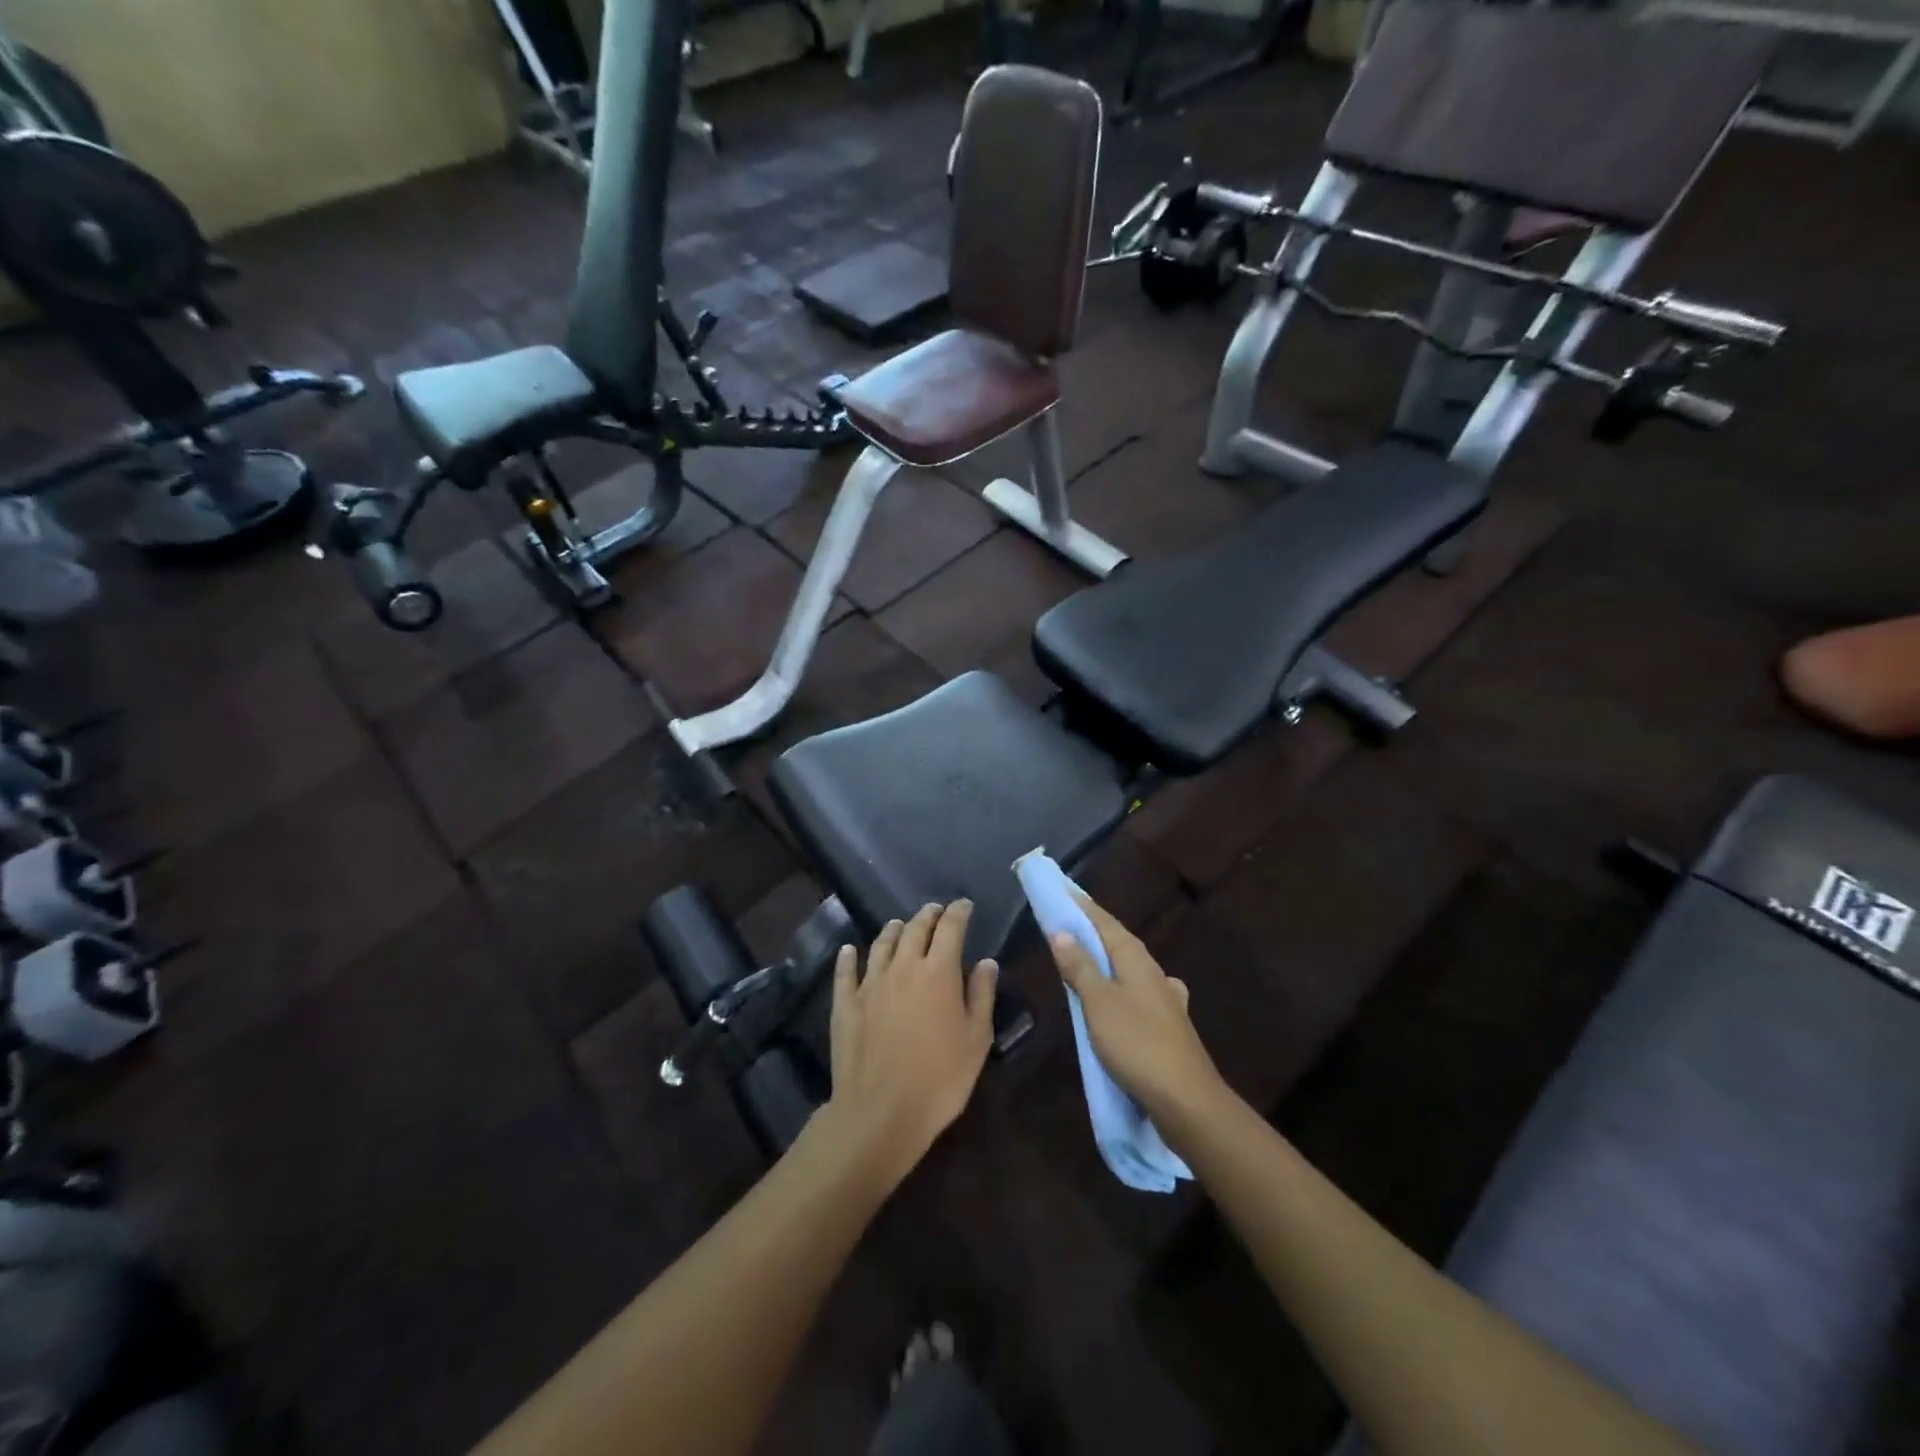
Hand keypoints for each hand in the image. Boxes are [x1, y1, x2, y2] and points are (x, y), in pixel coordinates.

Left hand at [824, 900, 999, 1185]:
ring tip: (900, 924)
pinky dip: (849, 957)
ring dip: (893, 930)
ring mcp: (870, 984)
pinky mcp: (845, 1004)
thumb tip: (986, 962)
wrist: (880, 1112)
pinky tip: (849, 950)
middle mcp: (903, 967)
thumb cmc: (940, 1079)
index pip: (950, 928)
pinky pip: (846, 972)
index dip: (958, 912)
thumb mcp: (976, 1040)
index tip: (964, 905)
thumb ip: (982, 995)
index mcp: (938, 972)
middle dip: (928, 915)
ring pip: (882, 944)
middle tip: (935, 911)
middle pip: (915, 929)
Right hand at [1048, 895, 1224, 1123]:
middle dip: (1090, 930)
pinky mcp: (1167, 1024)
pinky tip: (1120, 995)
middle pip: (1116, 942)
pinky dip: (1117, 986)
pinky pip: (1135, 993)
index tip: (1059, 889)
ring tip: (1082, 956)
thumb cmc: (1137, 1044)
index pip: (1103, 921)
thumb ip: (1080, 966)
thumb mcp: (1099, 1003)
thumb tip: (1061, 931)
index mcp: (1136, 958)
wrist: (1187, 1101)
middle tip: (1062, 920)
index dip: (1080, 906)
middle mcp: (1153, 971)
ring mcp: (1164, 998)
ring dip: (1103, 958)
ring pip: (1127, 968)